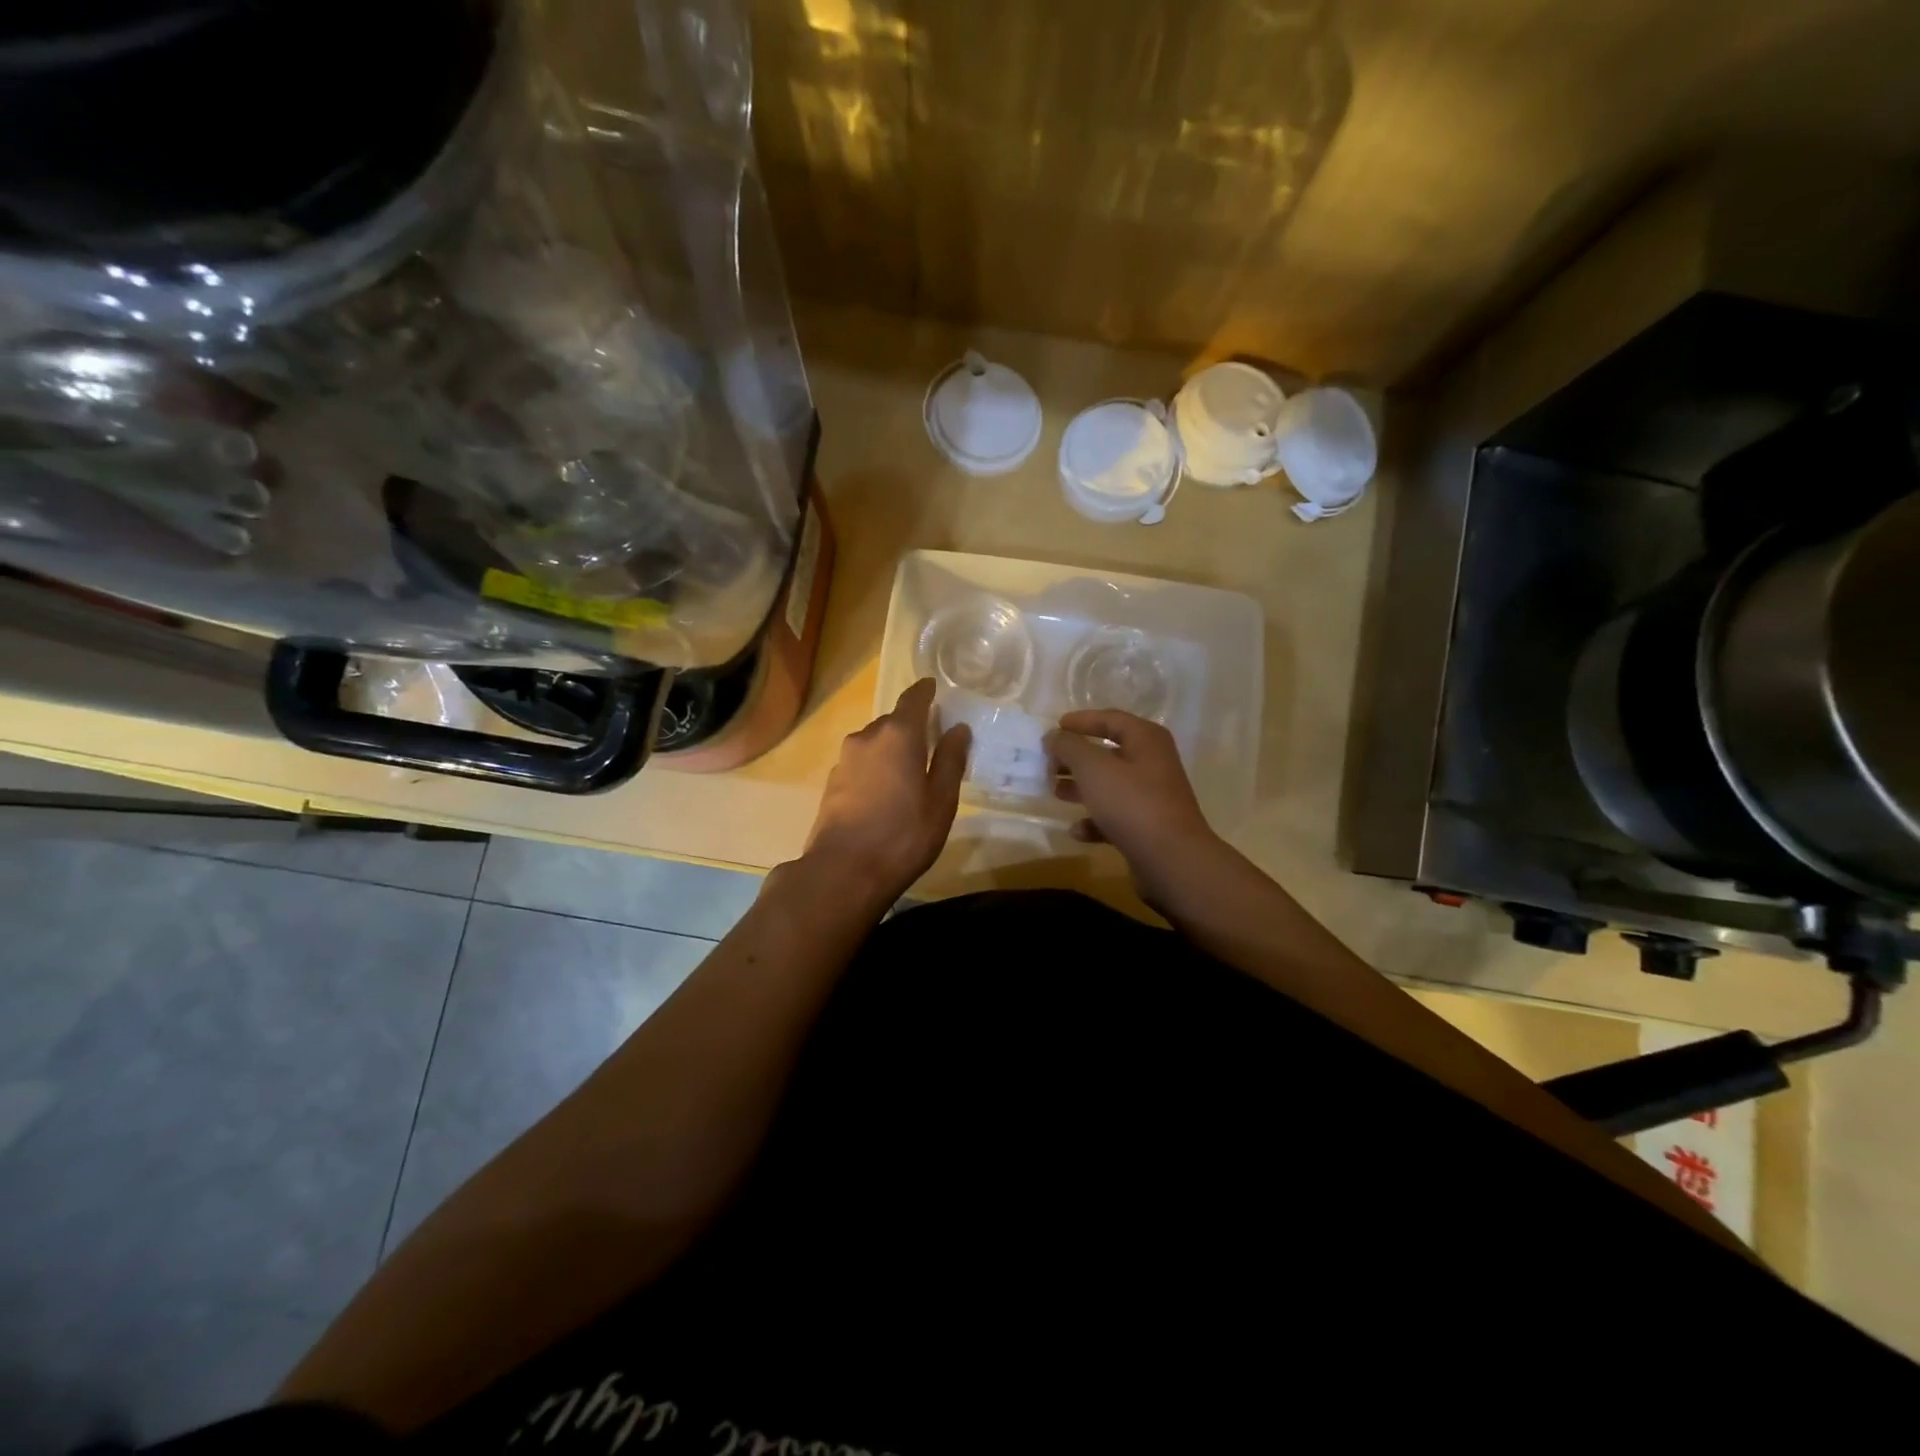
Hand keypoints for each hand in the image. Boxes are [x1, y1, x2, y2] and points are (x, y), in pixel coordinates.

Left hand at [801, 677, 970, 906]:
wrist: (843, 871)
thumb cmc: (903, 835)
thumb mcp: (940, 801)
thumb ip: (950, 760)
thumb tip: (958, 728)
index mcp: (898, 734)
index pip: (913, 699)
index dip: (925, 691)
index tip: (934, 687)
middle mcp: (867, 737)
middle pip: (893, 722)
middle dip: (911, 727)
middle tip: (931, 742)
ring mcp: (845, 760)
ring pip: (874, 744)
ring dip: (891, 750)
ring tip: (909, 772)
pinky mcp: (832, 783)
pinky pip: (861, 764)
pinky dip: (876, 768)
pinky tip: (885, 793)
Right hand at [1046, 710, 1226, 907]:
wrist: (1171, 860)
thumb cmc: (1131, 803)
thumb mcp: (1093, 768)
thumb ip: (1069, 747)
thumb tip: (1054, 736)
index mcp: (1146, 740)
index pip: (1110, 719)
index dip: (1081, 721)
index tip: (1054, 728)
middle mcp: (1153, 763)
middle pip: (1108, 753)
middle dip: (1076, 758)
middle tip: (1048, 764)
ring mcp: (1152, 796)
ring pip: (1110, 785)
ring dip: (1081, 787)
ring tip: (1055, 792)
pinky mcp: (1148, 827)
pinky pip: (1116, 816)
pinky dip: (1095, 820)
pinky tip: (1077, 831)